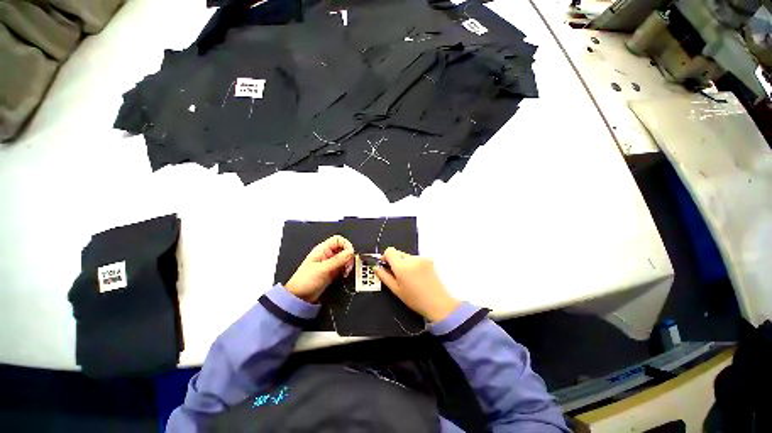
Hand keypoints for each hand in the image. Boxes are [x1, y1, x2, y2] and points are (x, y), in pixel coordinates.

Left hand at [285, 235, 354, 302]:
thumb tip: (351, 252)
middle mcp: (328, 254)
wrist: (299, 298)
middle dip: (348, 257)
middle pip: (343, 249)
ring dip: (348, 264)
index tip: (350, 254)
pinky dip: (346, 270)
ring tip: (346, 272)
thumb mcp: (323, 269)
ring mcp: (331, 263)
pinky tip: (344, 276)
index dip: (346, 245)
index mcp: (323, 249)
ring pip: (345, 258)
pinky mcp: (333, 272)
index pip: (338, 240)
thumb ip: (338, 260)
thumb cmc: (306, 281)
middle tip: (348, 266)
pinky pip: (343, 267)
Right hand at [374, 247, 459, 321]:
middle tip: (397, 275)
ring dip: (404, 263)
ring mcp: (422, 258)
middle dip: (395, 261)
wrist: (438, 303)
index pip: (389, 251)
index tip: (385, 265)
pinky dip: (413, 264)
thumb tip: (376, 268)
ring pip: (407, 256)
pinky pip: (416, 258)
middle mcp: (412, 259)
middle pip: (398, 253)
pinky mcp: (429, 260)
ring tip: (409, 277)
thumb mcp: (396, 290)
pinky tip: (417, 276)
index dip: (385, 256)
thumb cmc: (415, 299)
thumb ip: (384, 277)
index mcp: (402, 266)